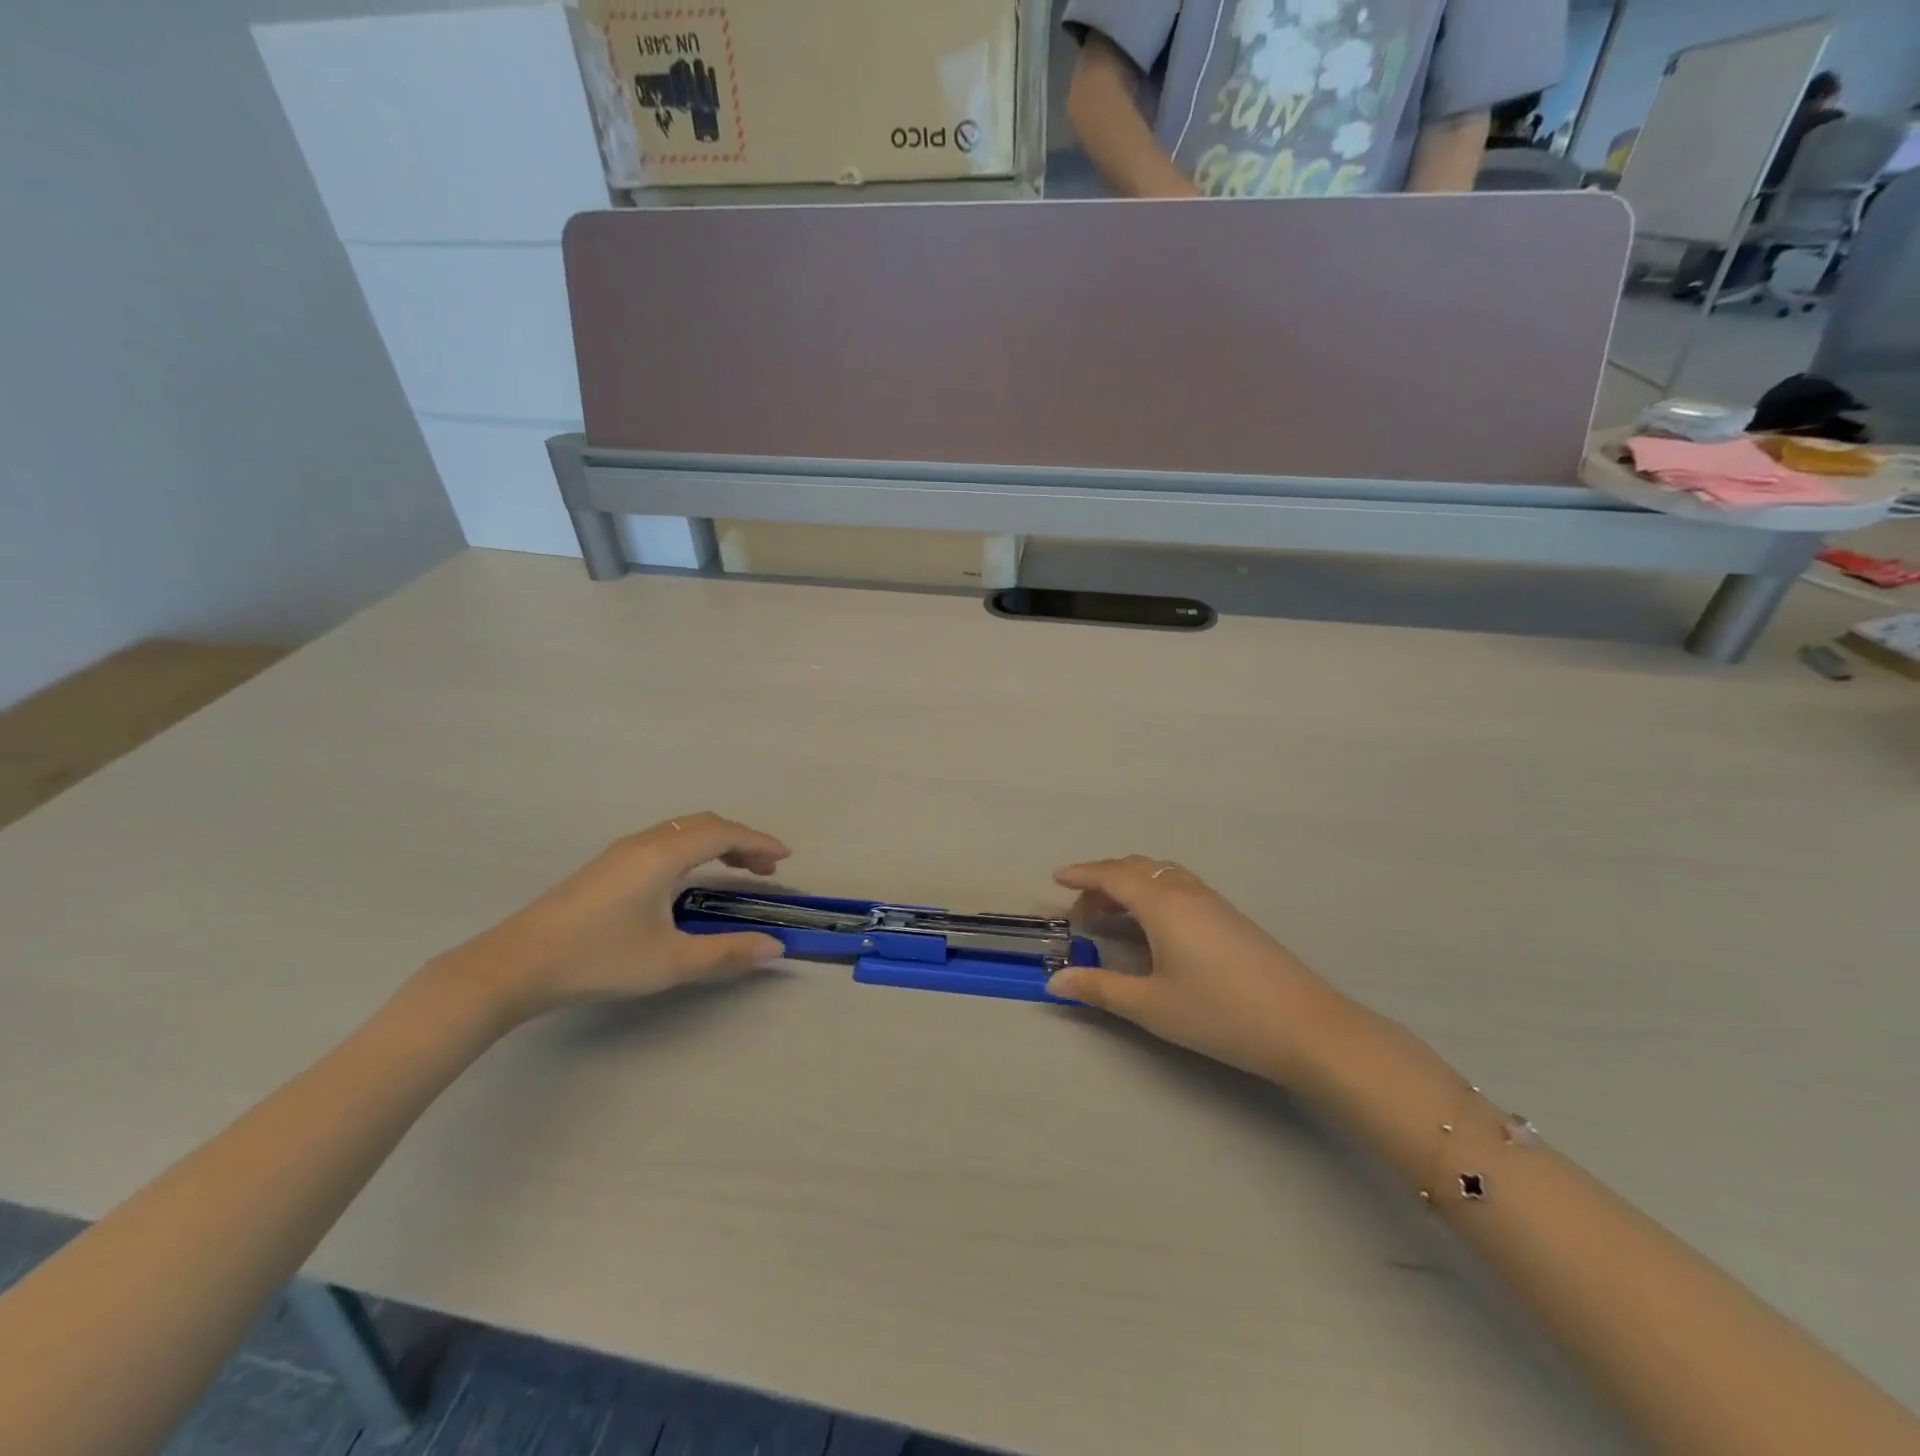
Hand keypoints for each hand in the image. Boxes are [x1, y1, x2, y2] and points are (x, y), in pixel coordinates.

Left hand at [439, 812, 790, 1020]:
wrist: (513, 966)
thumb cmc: (598, 958)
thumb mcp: (670, 961)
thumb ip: (726, 953)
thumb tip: (775, 947)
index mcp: (663, 855)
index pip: (723, 833)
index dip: (759, 841)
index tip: (786, 858)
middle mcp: (644, 843)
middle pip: (704, 825)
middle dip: (741, 840)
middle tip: (765, 868)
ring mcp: (620, 852)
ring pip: (681, 831)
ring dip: (715, 843)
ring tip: (736, 870)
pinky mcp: (605, 867)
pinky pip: (664, 841)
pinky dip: (692, 850)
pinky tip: (689, 880)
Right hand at [1045, 857, 1343, 1083]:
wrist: (1304, 1026)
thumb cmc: (1219, 1013)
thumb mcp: (1151, 1005)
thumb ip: (1100, 988)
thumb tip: (1056, 981)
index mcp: (1163, 904)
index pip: (1113, 875)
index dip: (1081, 874)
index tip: (1056, 878)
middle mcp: (1187, 892)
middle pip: (1137, 869)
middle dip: (1103, 882)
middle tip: (1082, 913)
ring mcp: (1213, 902)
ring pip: (1162, 876)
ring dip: (1131, 887)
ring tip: (1113, 918)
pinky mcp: (1231, 917)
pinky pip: (1180, 888)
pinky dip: (1154, 895)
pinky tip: (1155, 930)